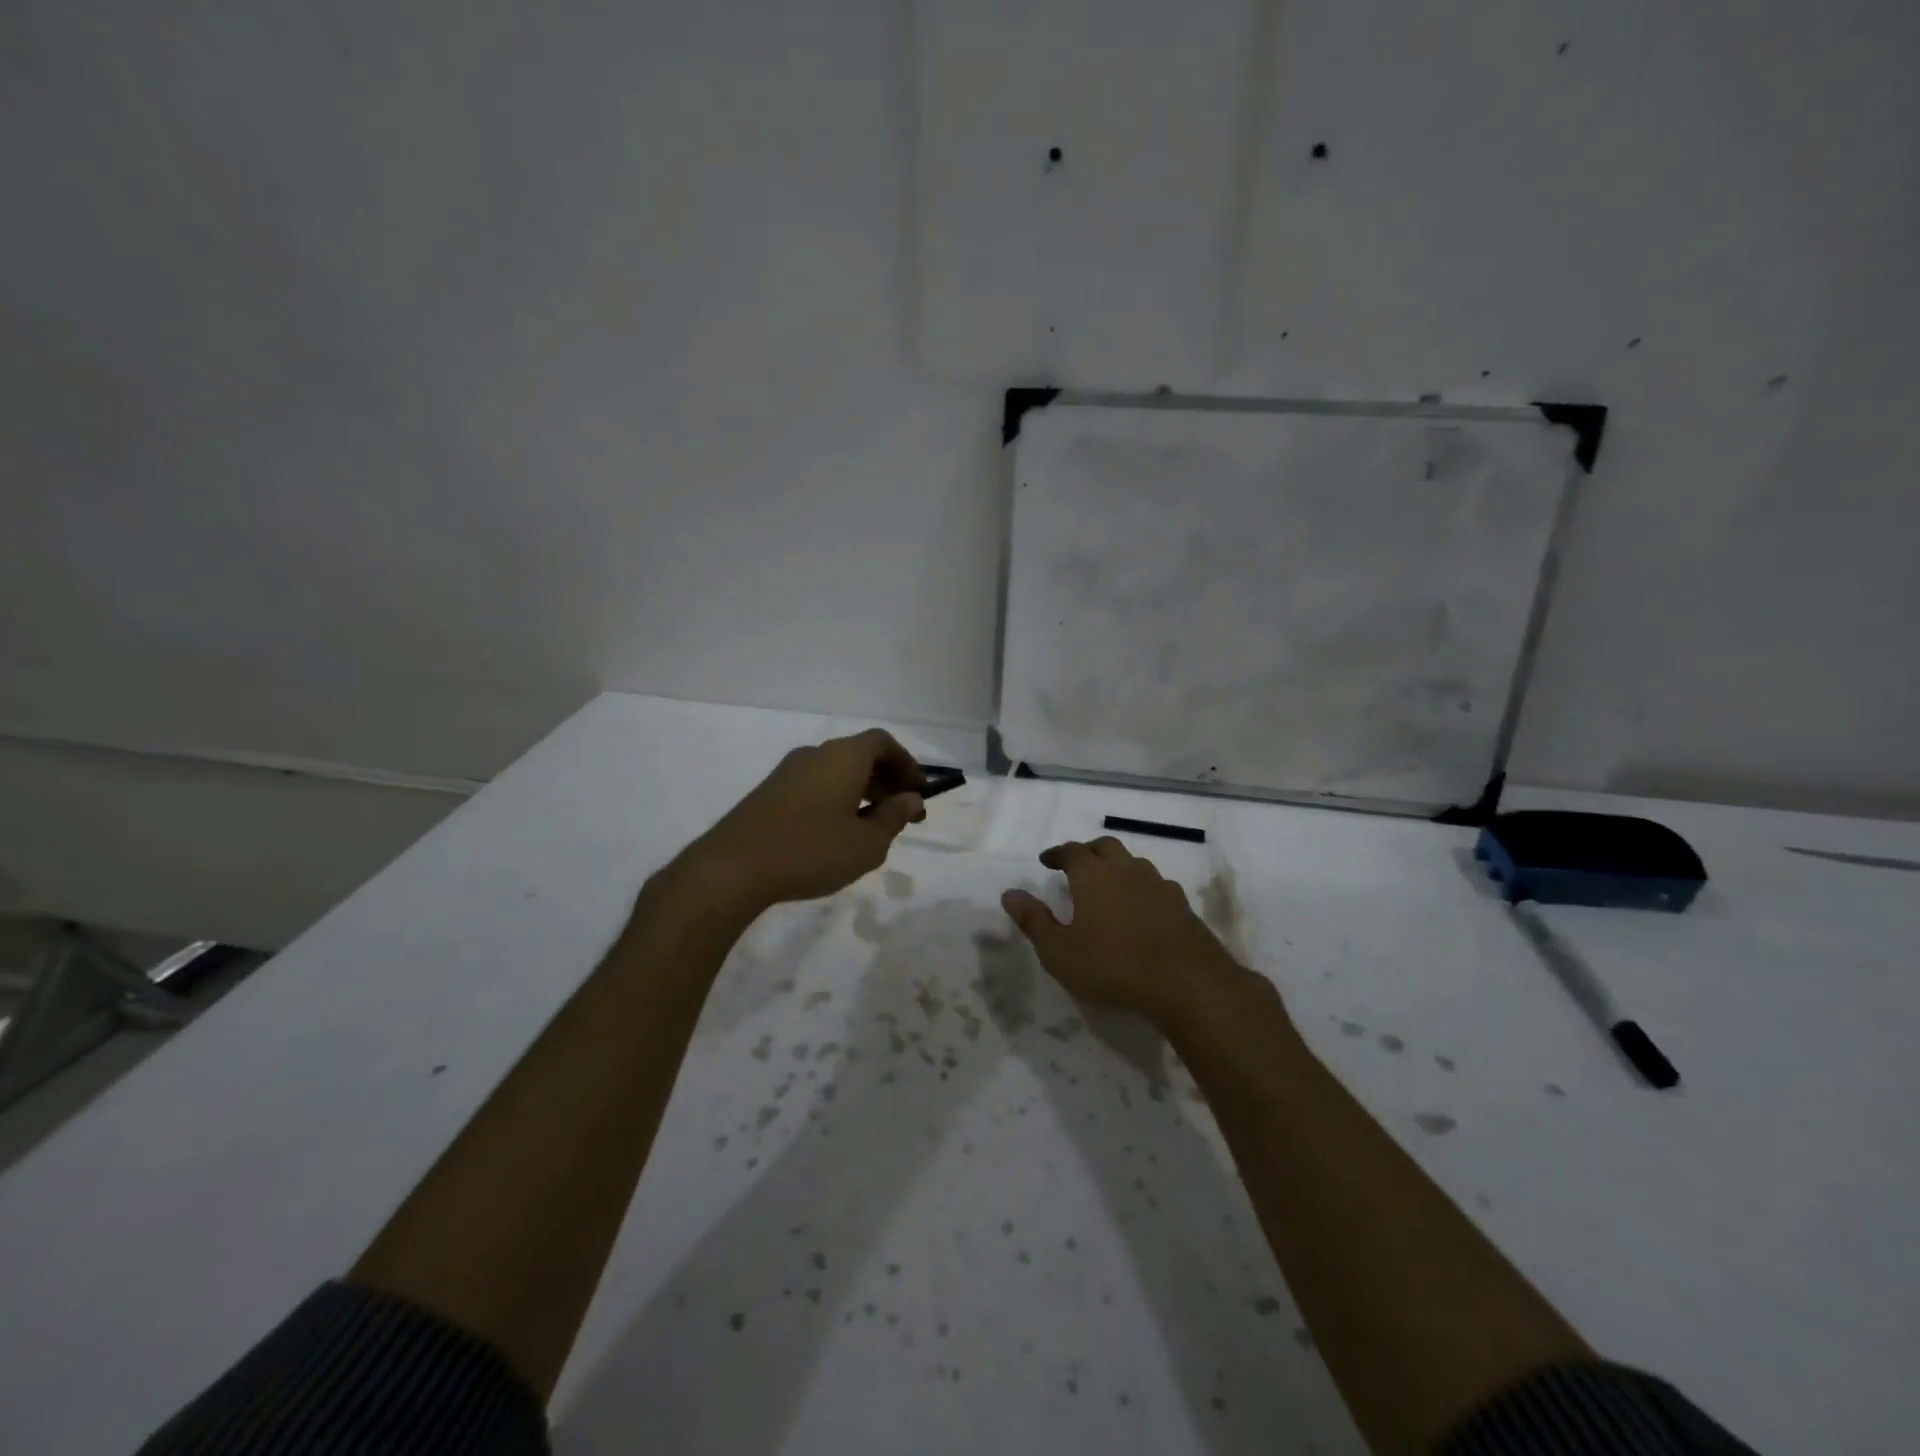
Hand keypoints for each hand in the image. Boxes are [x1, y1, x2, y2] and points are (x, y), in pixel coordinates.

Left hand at [684, 729, 926, 912]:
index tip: (918, 792)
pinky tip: (838, 833)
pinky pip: (815, 784)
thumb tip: (911, 799)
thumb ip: (893, 818)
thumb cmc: (811, 851)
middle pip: (860, 755)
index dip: (906, 764)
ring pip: (836, 771)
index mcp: (843, 757)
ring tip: (874, 828)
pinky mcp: (770, 792)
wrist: (733, 867)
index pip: (883, 742)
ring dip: (862, 791)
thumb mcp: (866, 843)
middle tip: (904, 814)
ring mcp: (788, 772)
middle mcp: (816, 754)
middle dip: (887, 781)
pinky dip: (837, 798)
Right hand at [1002, 837, 1246, 1026]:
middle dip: (1088, 851)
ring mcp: (1158, 884)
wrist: (1186, 981)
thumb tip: (1009, 893)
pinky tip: (1141, 908)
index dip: (1057, 853)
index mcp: (1093, 875)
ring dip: (1117, 867)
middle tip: (1076, 866)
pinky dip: (1141, 888)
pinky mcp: (1181, 904)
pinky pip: (1156, 885)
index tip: (1047, 861)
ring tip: (1108, 886)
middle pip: (1105, 846)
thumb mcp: (1060, 951)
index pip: (1072, 851)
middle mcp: (1126, 870)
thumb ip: (1034, 920)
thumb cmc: (1112, 965)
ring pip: (1133, 863)